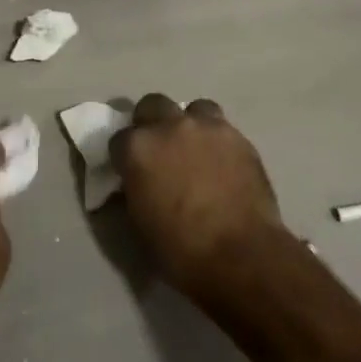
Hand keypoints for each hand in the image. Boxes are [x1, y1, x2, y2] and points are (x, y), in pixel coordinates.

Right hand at [114, 95, 287, 303]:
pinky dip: (217, 141)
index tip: (130, 171)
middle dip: (152, 123)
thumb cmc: (181, 249)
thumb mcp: (139, 224)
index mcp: (137, 148)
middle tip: (160, 150)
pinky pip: (222, 128)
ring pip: (193, 109)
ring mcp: (206, 127)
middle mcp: (169, 126)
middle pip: (152, 105)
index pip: (119, 139)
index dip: (124, 156)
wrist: (241, 255)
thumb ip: (133, 191)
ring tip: (195, 149)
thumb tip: (135, 184)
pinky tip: (222, 163)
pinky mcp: (238, 137)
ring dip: (189, 124)